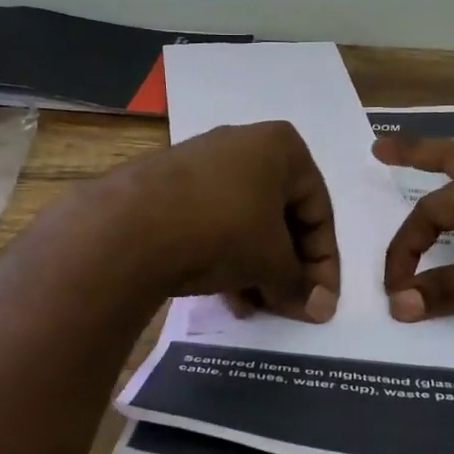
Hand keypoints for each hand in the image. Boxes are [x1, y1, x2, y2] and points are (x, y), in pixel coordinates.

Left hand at [115, 121, 339, 321]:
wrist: (128, 227)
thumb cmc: (222, 230)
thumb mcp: (271, 261)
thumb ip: (300, 285)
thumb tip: (322, 309)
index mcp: (282, 146)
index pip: (319, 211)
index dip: (325, 263)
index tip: (322, 301)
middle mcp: (244, 144)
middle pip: (281, 216)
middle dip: (287, 267)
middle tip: (288, 305)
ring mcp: (202, 162)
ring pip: (245, 222)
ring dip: (257, 268)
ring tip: (256, 307)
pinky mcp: (168, 185)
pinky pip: (212, 222)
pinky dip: (226, 256)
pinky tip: (226, 296)